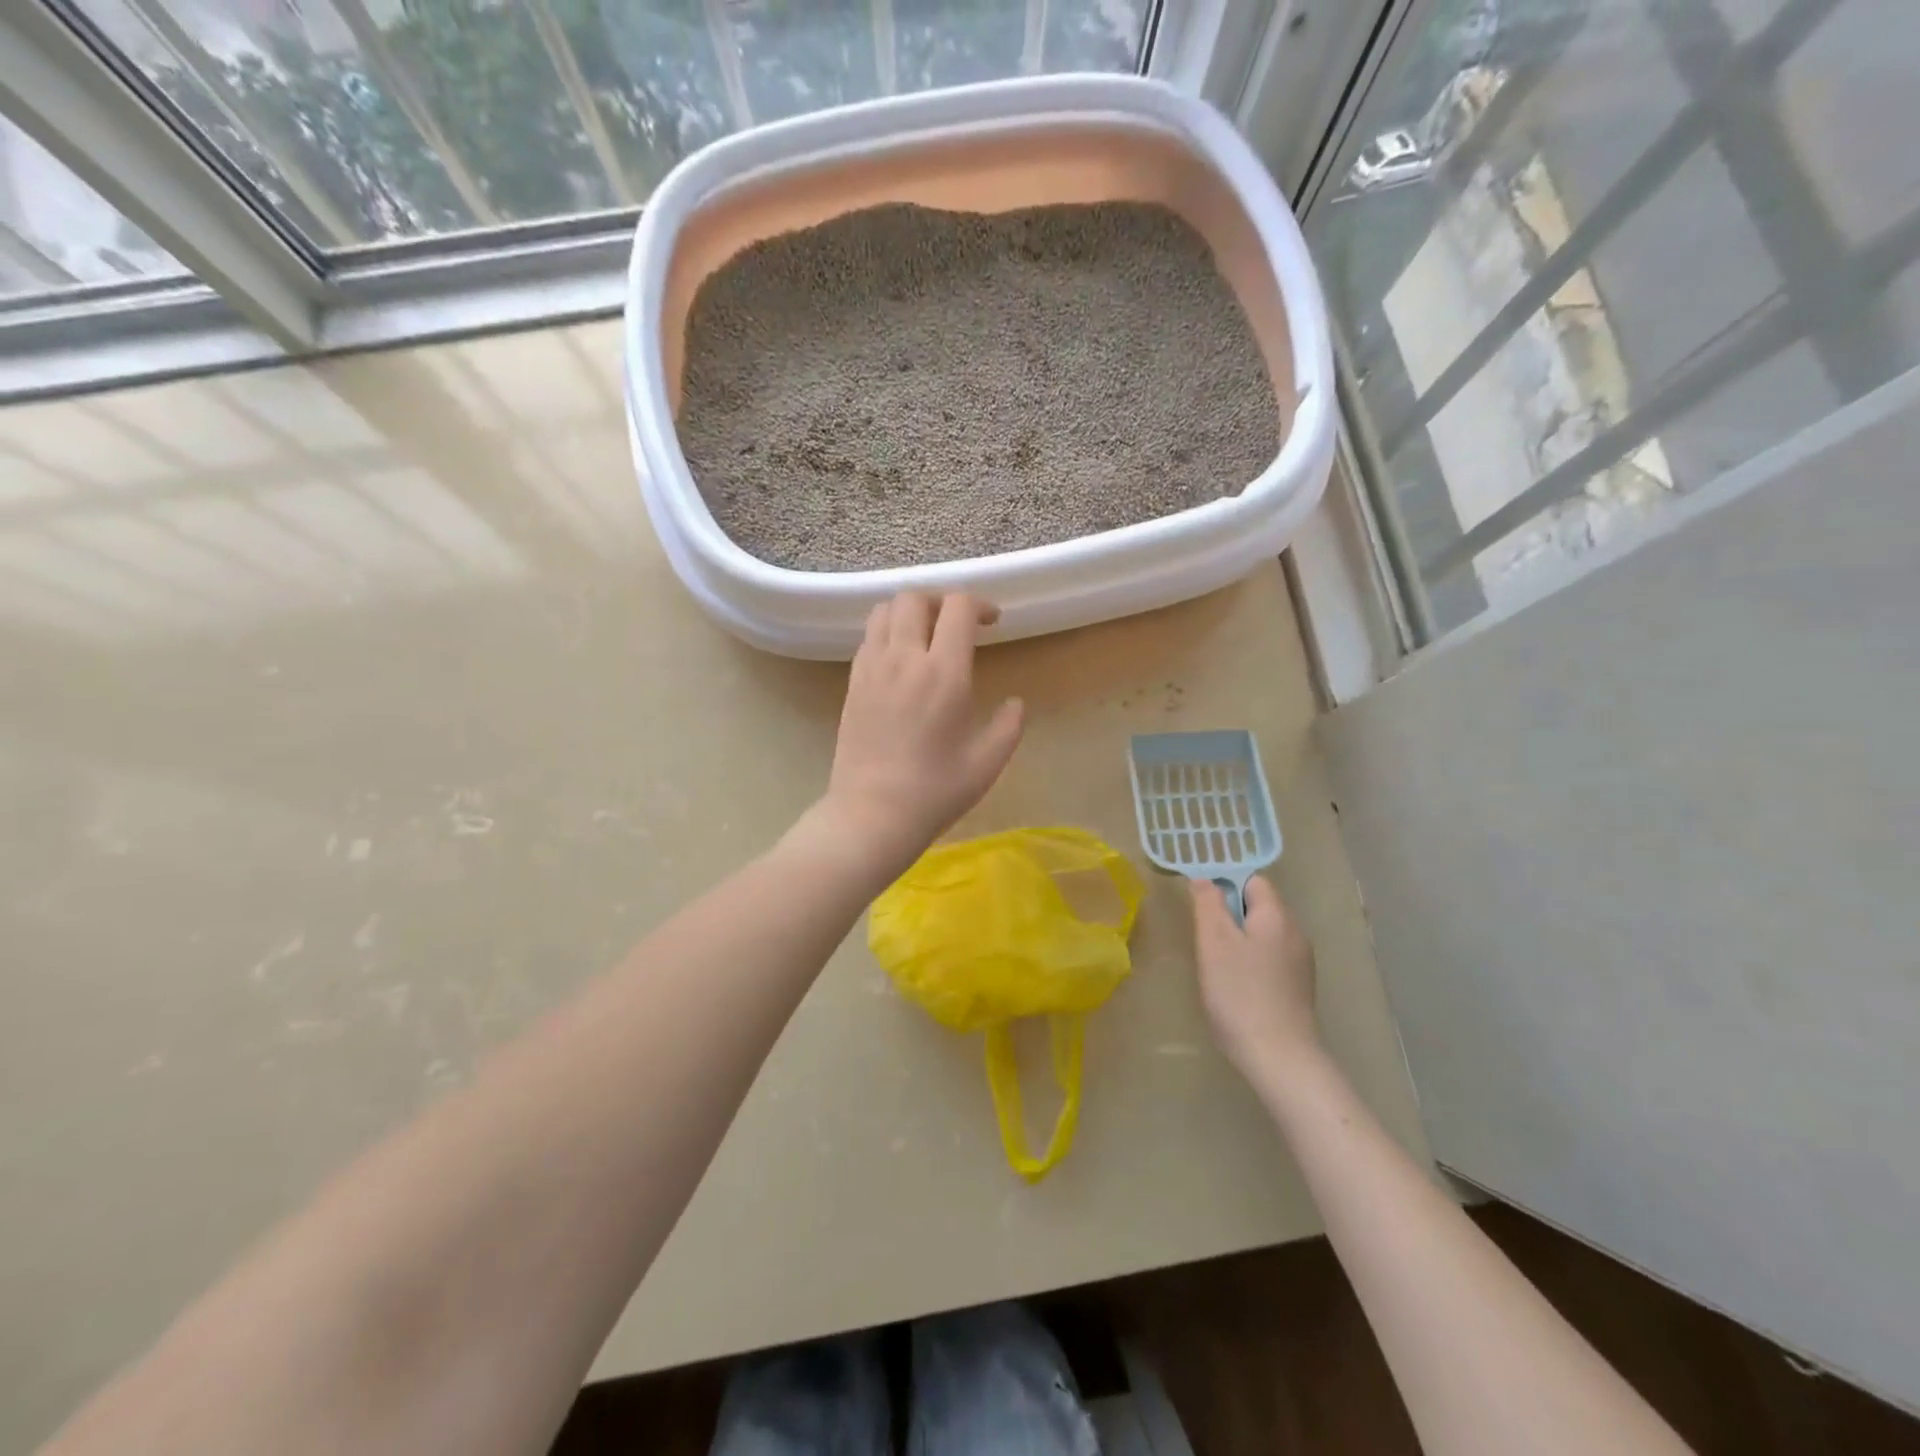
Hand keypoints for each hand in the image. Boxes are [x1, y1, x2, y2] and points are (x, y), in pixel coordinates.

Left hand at [820, 592, 1023, 867]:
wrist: (871, 815)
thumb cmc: (935, 792)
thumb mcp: (987, 763)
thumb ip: (1008, 726)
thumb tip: (1015, 703)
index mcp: (944, 674)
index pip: (958, 608)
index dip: (979, 605)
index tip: (992, 623)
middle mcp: (904, 659)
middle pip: (915, 598)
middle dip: (941, 600)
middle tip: (957, 625)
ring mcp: (872, 669)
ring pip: (884, 610)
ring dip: (910, 611)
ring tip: (926, 635)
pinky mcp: (852, 684)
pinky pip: (868, 637)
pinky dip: (887, 632)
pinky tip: (901, 660)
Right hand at [1189, 876, 1317, 1078]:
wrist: (1279, 1057)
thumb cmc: (1240, 992)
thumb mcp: (1214, 942)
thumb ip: (1208, 904)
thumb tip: (1204, 879)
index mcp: (1277, 916)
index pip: (1253, 881)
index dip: (1225, 885)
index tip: (1201, 906)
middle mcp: (1296, 934)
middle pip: (1260, 908)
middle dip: (1229, 915)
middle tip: (1204, 938)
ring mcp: (1300, 964)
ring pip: (1264, 936)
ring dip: (1239, 941)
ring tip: (1216, 964)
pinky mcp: (1298, 989)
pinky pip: (1270, 960)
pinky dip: (1251, 963)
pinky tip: (1236, 987)